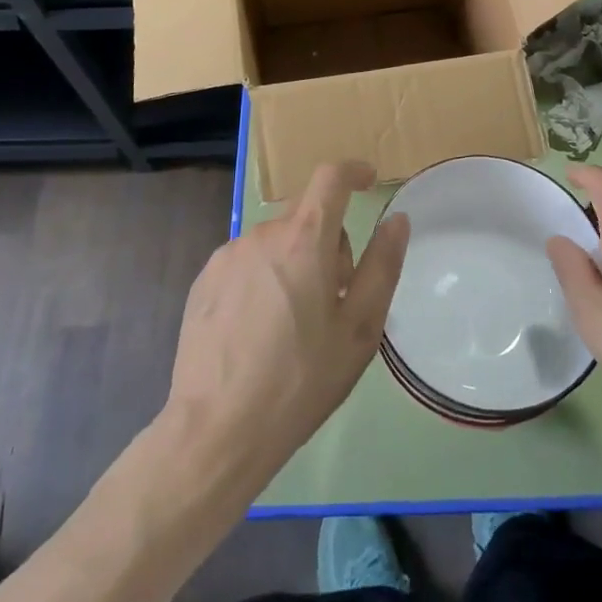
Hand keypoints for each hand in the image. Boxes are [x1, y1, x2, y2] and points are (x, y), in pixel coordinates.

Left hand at [163, 161, 409, 493]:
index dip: (353, 172)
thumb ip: (382, 266)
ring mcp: (227, 255)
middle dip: (327, 242)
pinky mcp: (203, 280)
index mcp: (304, 239)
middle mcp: (262, 234)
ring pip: (275, 242)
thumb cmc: (300, 380)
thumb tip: (397, 219)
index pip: (330, 177)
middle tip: (334, 299)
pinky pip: (246, 263)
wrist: (217, 430)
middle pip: (305, 216)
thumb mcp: (359, 329)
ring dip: (293, 263)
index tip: (368, 181)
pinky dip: (263, 279)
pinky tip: (259, 331)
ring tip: (294, 324)